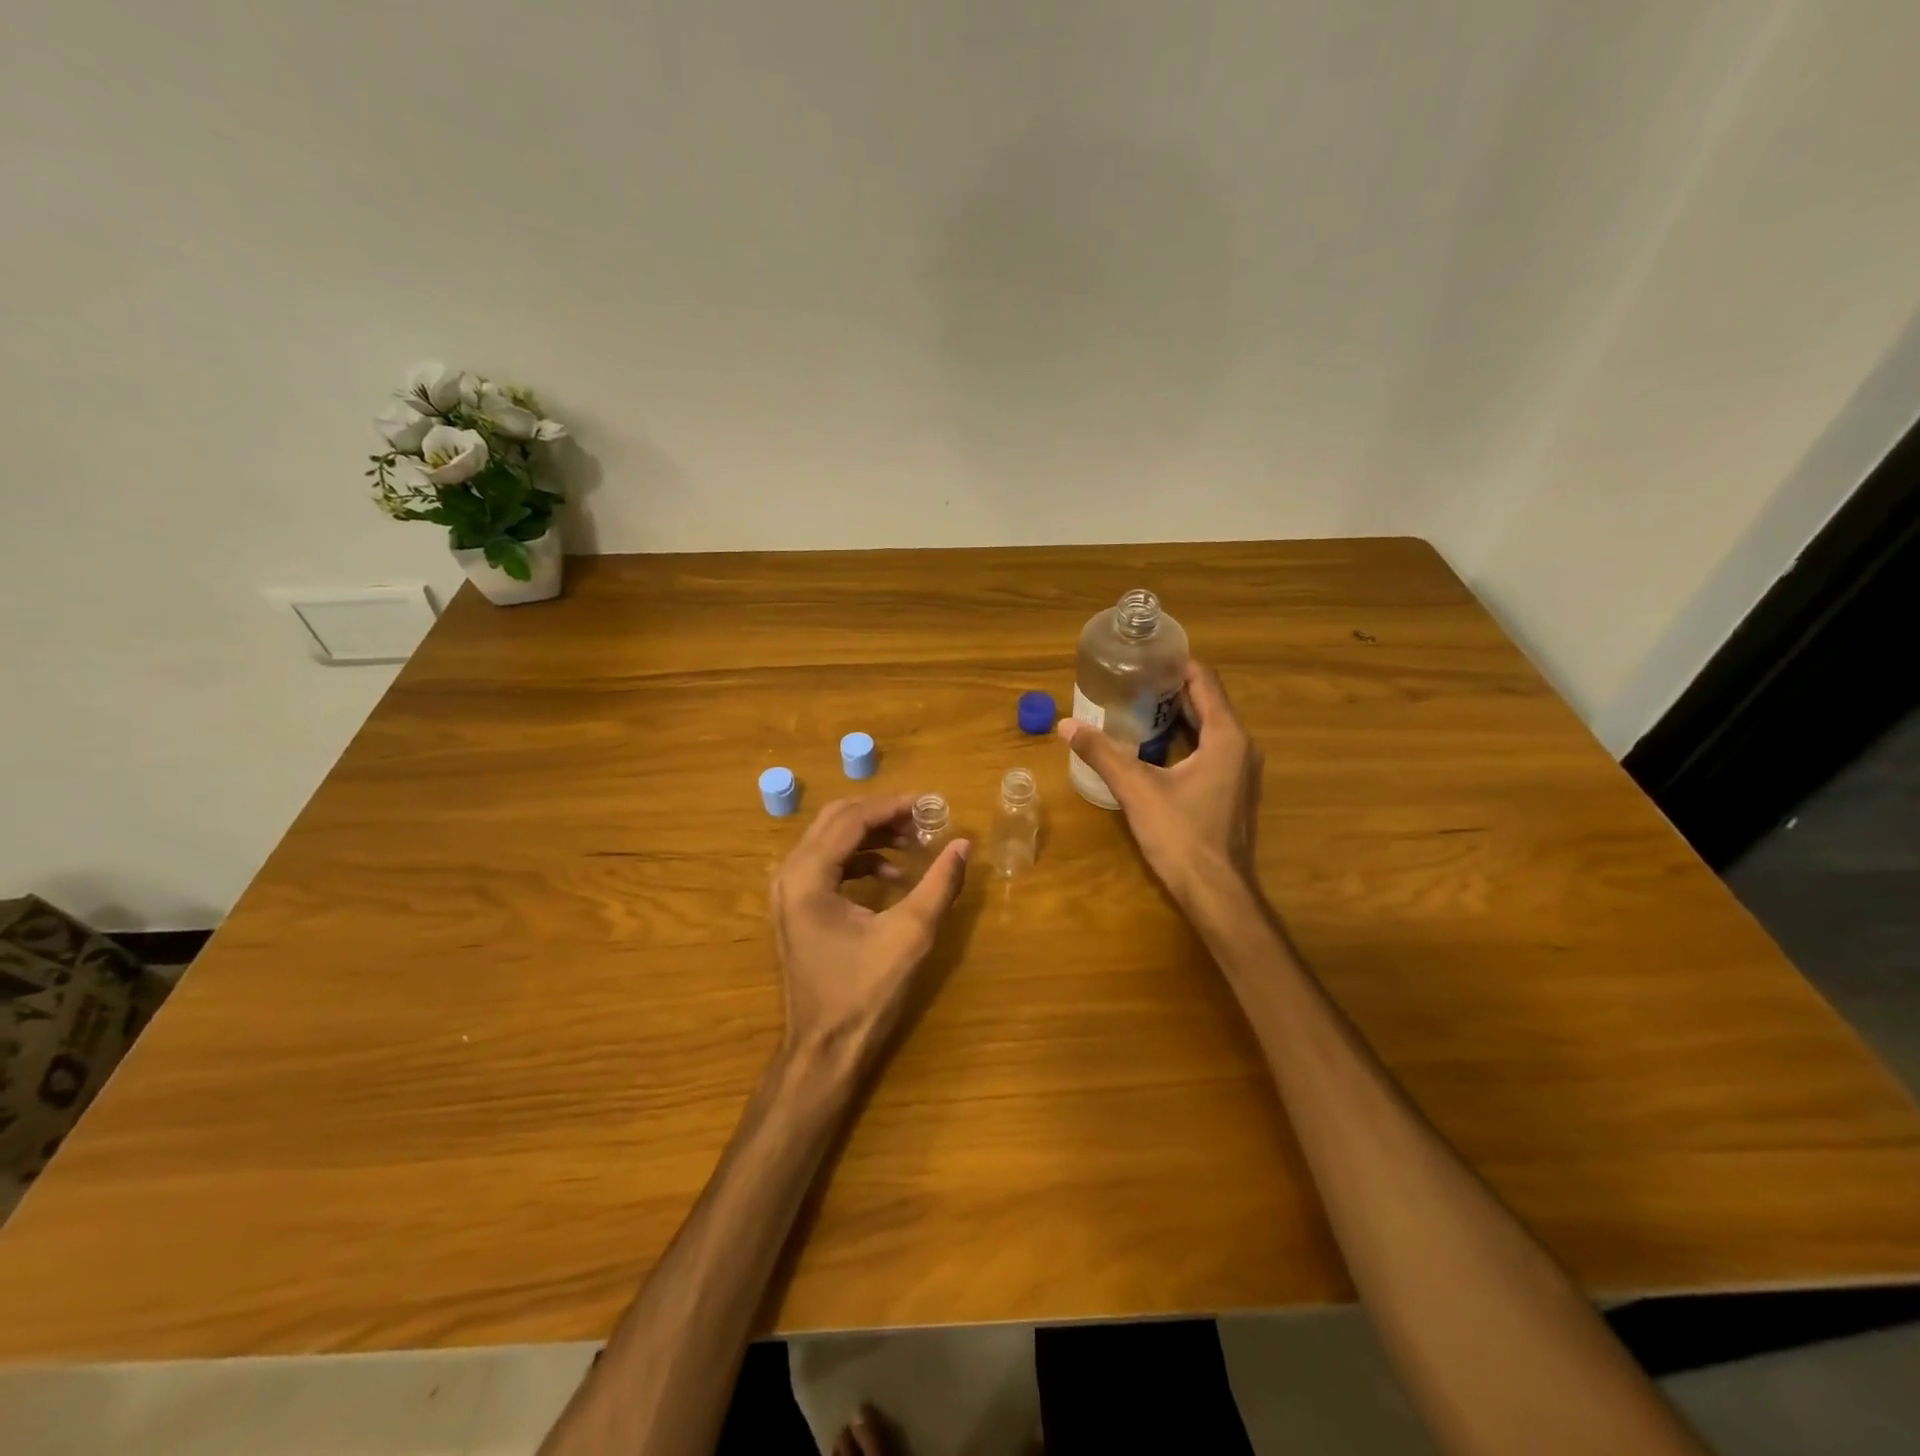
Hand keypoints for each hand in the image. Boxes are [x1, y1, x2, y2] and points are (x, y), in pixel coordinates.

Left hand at [770, 795, 970, 1069]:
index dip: (892, 806)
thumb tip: (963, 844)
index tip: (930, 803)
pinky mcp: (797, 909)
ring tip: (914, 843)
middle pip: (836, 821)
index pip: (851, 819)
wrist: (824, 1050)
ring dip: (873, 836)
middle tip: (922, 818)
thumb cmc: (864, 993)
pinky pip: (829, 866)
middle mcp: (790, 876)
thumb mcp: (910, 935)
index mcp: (808, 876)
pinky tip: (895, 876)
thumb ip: (939, 884)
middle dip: (881, 815)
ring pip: (831, 841)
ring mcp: (789, 894)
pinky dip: (861, 860)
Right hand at [1057, 659, 1262, 906]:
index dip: (1176, 664)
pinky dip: (1185, 740)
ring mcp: (1241, 772)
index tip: (1144, 656)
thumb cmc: (1182, 835)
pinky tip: (1153, 748)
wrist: (1217, 892)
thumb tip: (1066, 725)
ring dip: (1177, 715)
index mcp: (1226, 737)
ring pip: (1209, 728)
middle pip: (1207, 703)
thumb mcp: (1137, 790)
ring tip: (1137, 707)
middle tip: (1131, 680)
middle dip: (1171, 689)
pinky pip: (1210, 751)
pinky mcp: (1233, 791)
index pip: (1205, 681)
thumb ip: (1102, 754)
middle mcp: (1242, 747)